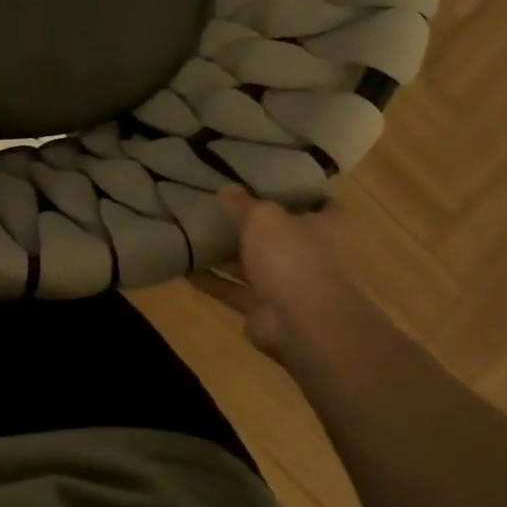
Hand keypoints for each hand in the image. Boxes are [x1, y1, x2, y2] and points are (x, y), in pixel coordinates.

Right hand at [209, 186, 385, 379]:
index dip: (300, 194)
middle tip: (220, 206)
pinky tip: (184, 268)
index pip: (320, 205)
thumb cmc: (290, 258)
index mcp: (322, 228)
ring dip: (226, 254)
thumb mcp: (262, 218)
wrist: (300, 324)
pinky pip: (233, 291)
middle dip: (253, 225)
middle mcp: (308, 256)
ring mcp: (286, 285)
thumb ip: (243, 203)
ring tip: (194, 235)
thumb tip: (227, 189)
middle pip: (280, 236)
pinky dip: (211, 281)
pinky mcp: (263, 310)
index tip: (272, 182)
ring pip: (253, 265)